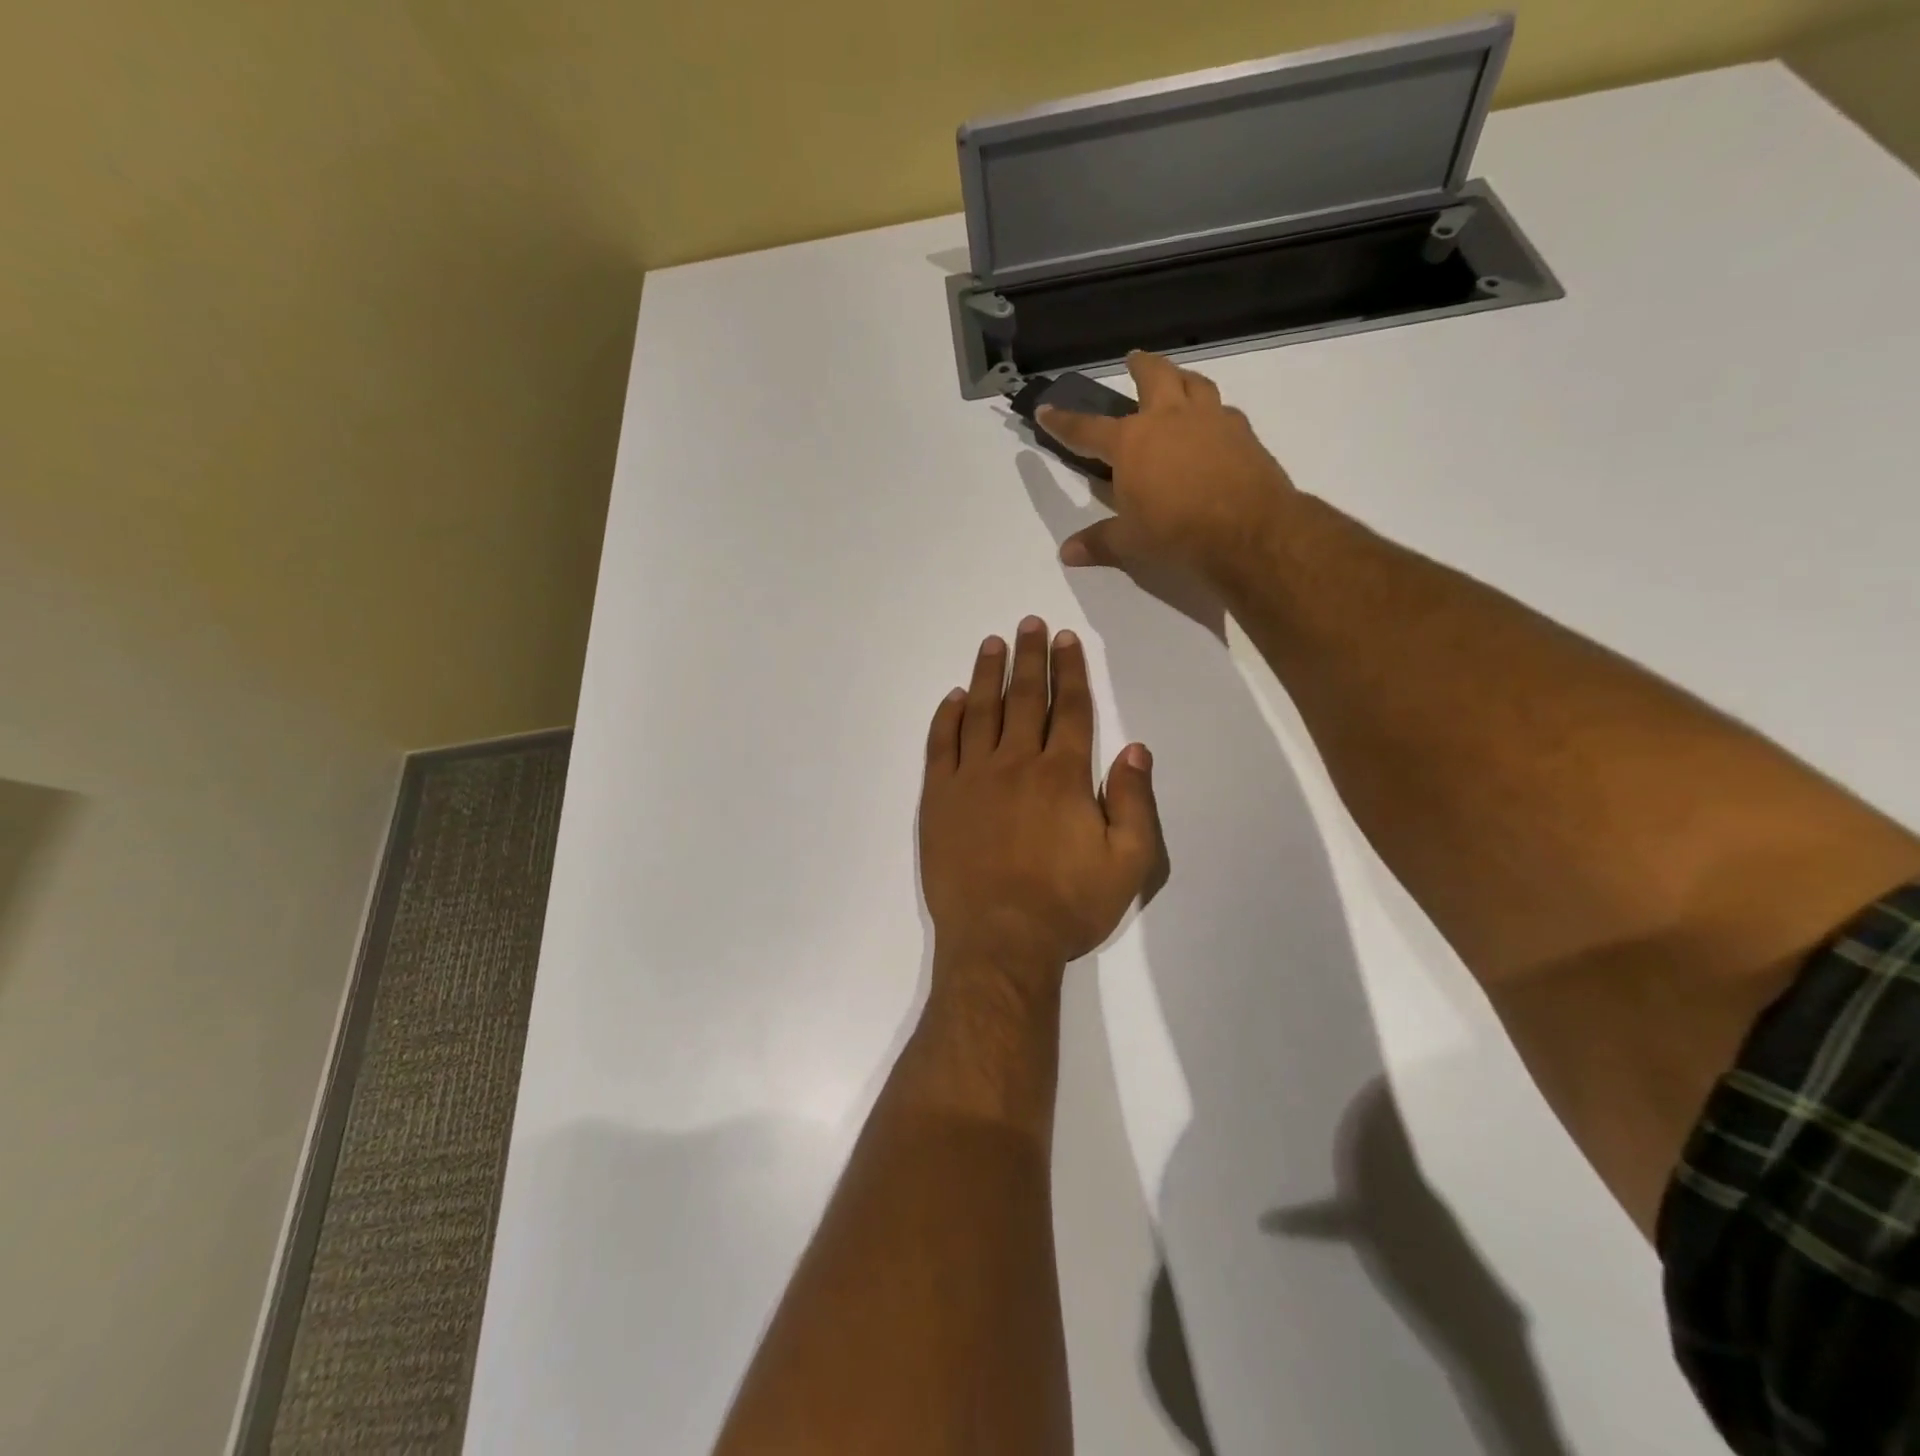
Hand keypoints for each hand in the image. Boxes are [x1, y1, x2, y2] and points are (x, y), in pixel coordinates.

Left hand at [919, 617, 1163, 984]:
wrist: (1000, 941)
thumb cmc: (1067, 906)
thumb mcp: (1128, 864)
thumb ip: (1135, 803)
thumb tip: (1137, 750)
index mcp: (1063, 775)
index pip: (1070, 709)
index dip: (1070, 671)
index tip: (1066, 641)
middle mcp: (1016, 763)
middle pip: (1024, 697)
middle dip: (1030, 657)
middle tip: (1030, 624)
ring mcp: (972, 778)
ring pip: (981, 711)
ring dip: (988, 674)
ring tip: (993, 643)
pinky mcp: (939, 798)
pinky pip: (941, 745)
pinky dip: (947, 717)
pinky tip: (954, 698)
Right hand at [1038, 350, 1296, 576]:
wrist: (1247, 528)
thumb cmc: (1177, 532)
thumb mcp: (1130, 542)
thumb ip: (1098, 542)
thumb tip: (1066, 553)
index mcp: (1132, 442)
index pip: (1087, 429)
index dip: (1063, 422)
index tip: (1046, 410)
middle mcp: (1169, 419)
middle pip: (1153, 377)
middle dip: (1139, 366)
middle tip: (1133, 359)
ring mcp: (1210, 420)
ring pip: (1194, 383)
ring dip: (1181, 377)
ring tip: (1178, 380)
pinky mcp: (1242, 432)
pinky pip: (1223, 410)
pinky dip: (1213, 411)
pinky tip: (1214, 423)